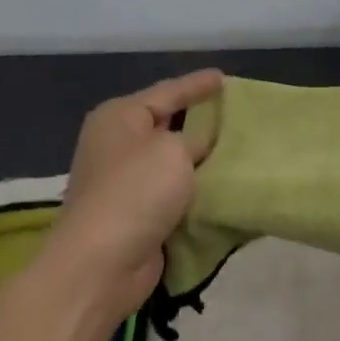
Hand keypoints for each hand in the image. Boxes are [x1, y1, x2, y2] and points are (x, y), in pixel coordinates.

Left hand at [52, 69, 224, 317]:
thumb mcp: (173, 151)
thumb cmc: (136, 193)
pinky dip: (194, 188)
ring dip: (200, 158)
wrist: (102, 263)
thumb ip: (195, 138)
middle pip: (167, 123)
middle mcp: (117, 143)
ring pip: (172, 160)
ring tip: (238, 149)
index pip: (167, 91)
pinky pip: (173, 191)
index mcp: (119, 117)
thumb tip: (203, 141)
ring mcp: (123, 180)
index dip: (197, 85)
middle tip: (236, 114)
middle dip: (200, 120)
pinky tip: (222, 186)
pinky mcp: (134, 212)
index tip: (224, 77)